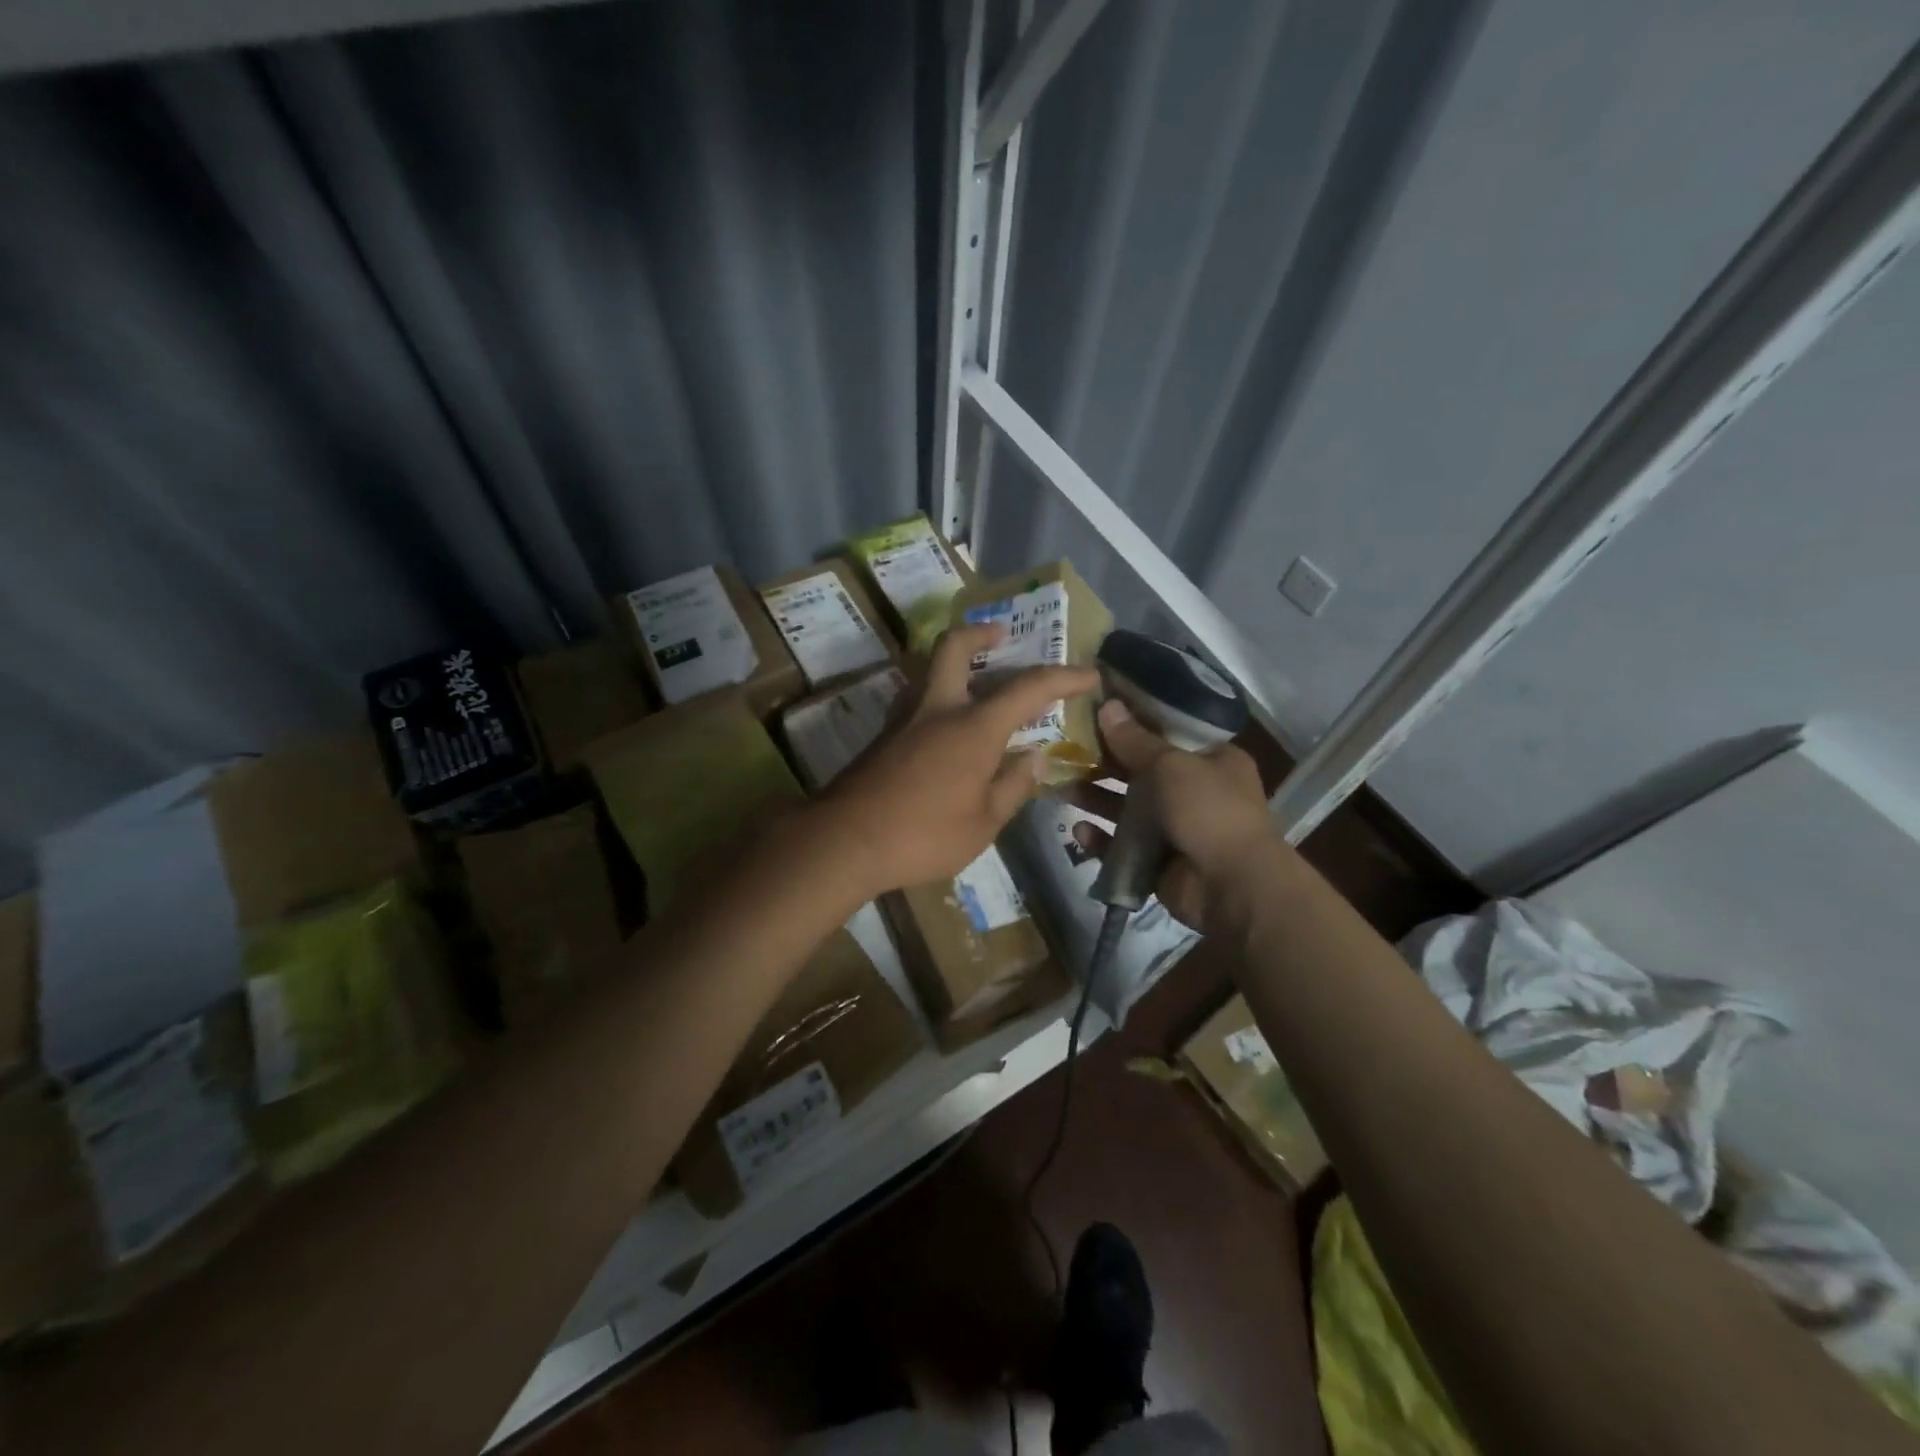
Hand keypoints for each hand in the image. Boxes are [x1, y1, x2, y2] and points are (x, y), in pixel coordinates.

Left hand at [818, 624, 1098, 897]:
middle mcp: (938, 709)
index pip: (1028, 688)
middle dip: (981, 632)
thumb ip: (1013, 786)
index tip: (1090, 674)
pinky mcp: (883, 737)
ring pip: (930, 670)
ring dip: (956, 664)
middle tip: (1001, 636)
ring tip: (978, 683)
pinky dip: (940, 695)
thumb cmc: (924, 836)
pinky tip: (948, 727)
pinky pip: (918, 699)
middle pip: (955, 647)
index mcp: (973, 727)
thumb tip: (1034, 758)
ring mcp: (905, 719)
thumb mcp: (984, 823)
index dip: (1064, 677)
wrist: (844, 841)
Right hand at [1064, 698, 1277, 932]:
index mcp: (1213, 760)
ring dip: (1096, 799)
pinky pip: (1122, 847)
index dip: (1135, 723)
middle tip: (1067, 750)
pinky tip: (1079, 830)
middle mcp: (1196, 791)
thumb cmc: (1209, 809)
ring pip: (1127, 810)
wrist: (1232, 885)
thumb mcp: (1172, 764)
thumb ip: (1135, 740)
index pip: (1169, 734)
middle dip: (1105, 763)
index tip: (1098, 712)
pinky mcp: (1157, 862)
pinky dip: (1101, 840)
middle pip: (1141, 772)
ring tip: (1061, 787)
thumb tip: (1108, 706)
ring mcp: (1176, 829)